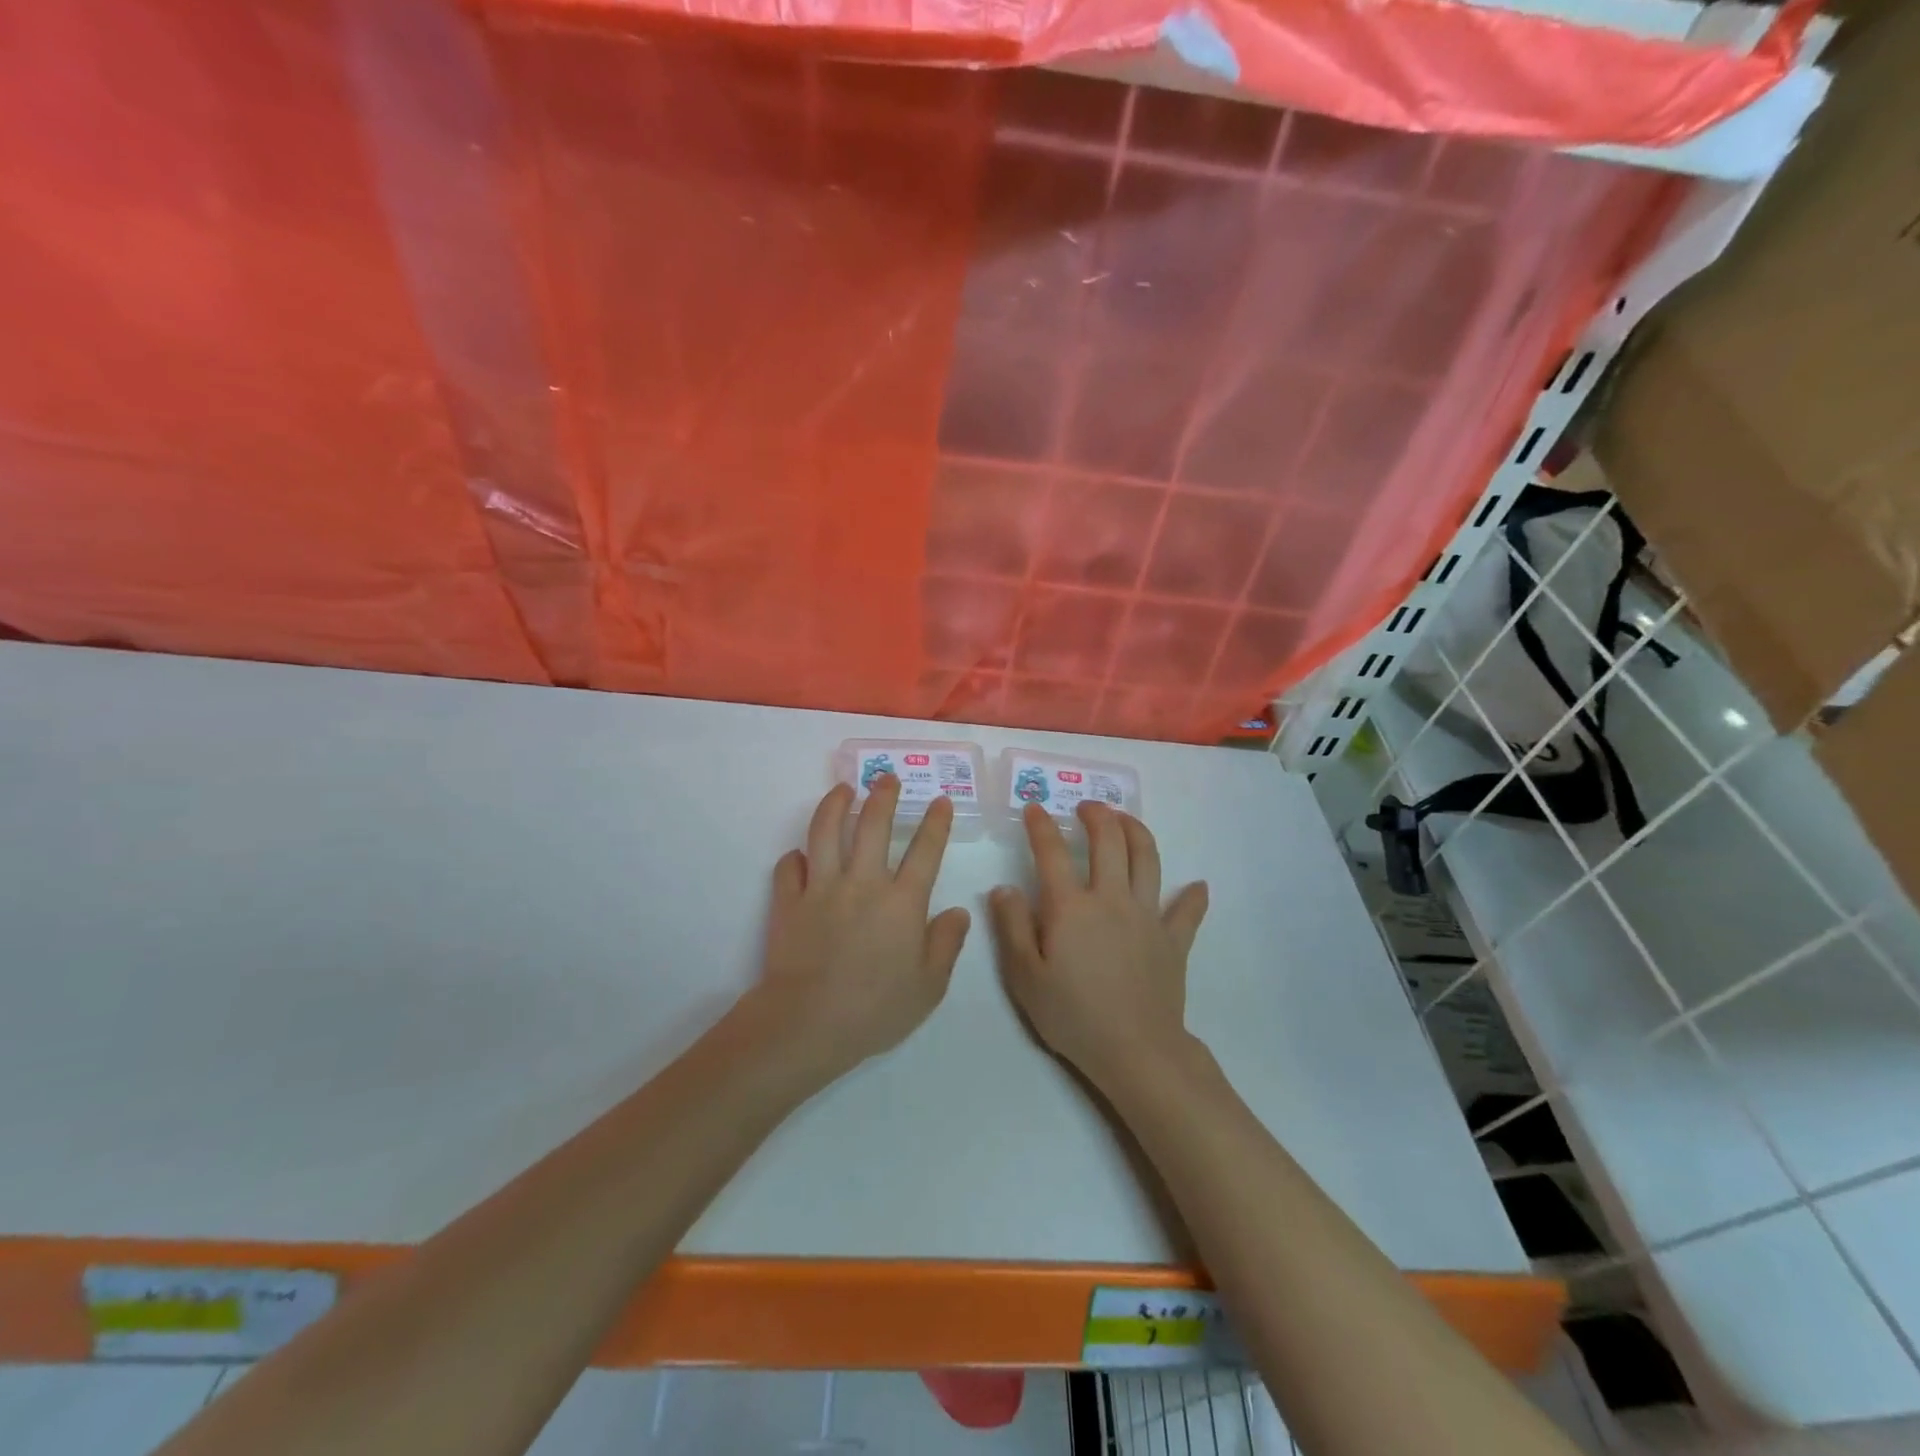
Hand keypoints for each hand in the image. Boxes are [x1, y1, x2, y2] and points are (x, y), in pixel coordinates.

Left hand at [748, 777, 970, 1090]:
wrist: (808, 1023)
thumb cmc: (876, 1009)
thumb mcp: (929, 986)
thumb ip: (947, 944)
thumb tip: (958, 912)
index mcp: (902, 902)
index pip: (925, 850)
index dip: (935, 822)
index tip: (940, 800)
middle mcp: (863, 883)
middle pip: (873, 825)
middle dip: (883, 796)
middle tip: (887, 777)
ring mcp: (822, 888)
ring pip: (826, 832)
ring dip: (835, 805)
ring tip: (842, 789)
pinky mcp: (789, 902)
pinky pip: (788, 868)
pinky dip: (794, 858)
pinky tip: (799, 855)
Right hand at [989, 802, 1207, 1093]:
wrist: (1135, 1050)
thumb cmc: (1072, 1015)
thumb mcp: (1024, 976)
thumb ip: (1012, 926)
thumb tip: (1004, 887)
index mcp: (1071, 906)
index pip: (1052, 852)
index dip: (1041, 825)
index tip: (1034, 808)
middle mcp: (1111, 899)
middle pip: (1109, 841)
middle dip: (1097, 815)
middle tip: (1087, 807)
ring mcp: (1147, 916)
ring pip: (1147, 860)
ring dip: (1137, 832)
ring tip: (1126, 821)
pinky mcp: (1173, 940)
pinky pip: (1186, 912)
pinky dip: (1193, 896)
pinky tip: (1198, 886)